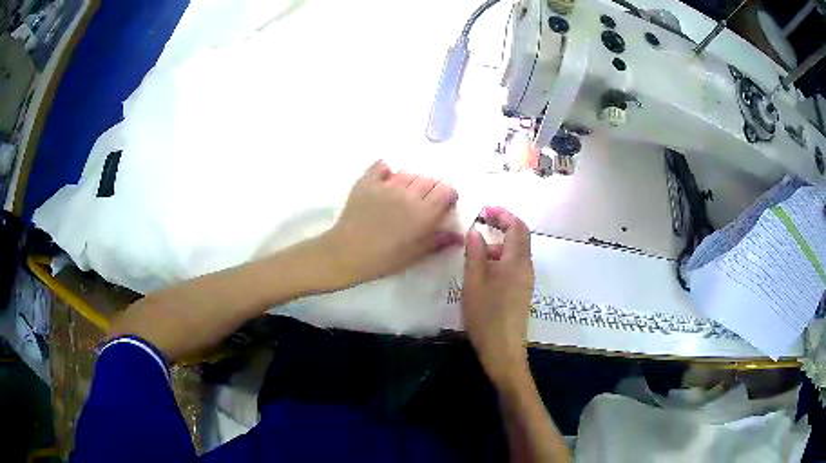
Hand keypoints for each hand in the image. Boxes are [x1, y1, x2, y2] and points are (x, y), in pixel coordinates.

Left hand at [322, 160, 462, 286]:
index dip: (448, 195)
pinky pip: (381, 166)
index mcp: (424, 212)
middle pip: (429, 180)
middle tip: (424, 203)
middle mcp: (409, 193)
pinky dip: (386, 170)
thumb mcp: (415, 254)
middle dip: (431, 189)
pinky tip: (386, 179)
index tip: (444, 204)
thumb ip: (439, 241)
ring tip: (404, 194)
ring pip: (408, 173)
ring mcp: (387, 185)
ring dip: (411, 181)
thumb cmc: (384, 258)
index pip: (446, 190)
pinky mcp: (367, 182)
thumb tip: (459, 235)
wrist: (347, 253)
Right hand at [462, 207, 533, 386]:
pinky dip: (500, 258)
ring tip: (477, 249)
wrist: (503, 350)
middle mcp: (526, 267)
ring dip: (499, 243)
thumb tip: (475, 231)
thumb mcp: (474, 282)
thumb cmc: (487, 315)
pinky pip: (514, 265)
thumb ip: (475, 253)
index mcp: (517, 261)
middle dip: (503, 225)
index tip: (485, 209)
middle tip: (482, 221)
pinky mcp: (521, 292)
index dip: (503, 214)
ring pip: (516, 252)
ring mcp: (525, 281)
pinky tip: (484, 270)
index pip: (517, 227)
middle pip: (520, 237)